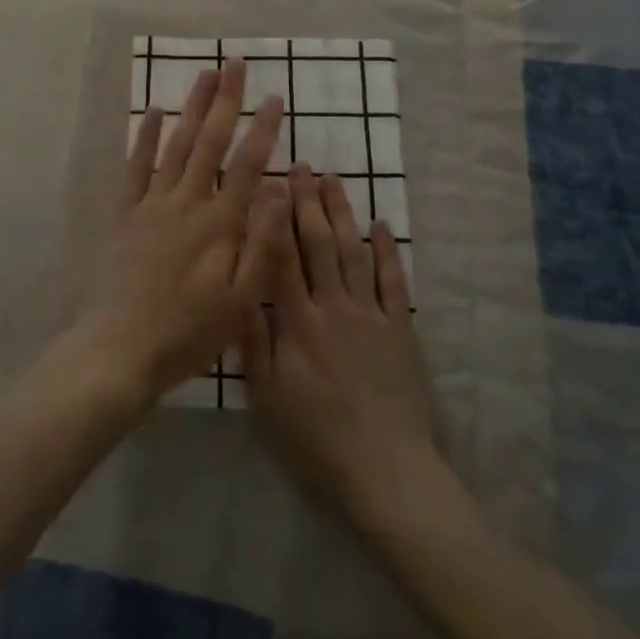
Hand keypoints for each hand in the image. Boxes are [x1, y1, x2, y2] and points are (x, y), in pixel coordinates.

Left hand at [72, 58, 285, 409]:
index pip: (246, 164)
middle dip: (225, 100)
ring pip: (176, 143)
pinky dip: (146, 136)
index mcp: (219, 223)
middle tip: (234, 64)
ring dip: (191, 106)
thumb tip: (276, 191)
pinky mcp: (125, 212)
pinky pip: (136, 165)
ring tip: (204, 74)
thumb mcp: (240, 300)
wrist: (122, 348)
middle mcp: (186, 202)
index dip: (263, 129)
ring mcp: (152, 203)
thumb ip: (260, 243)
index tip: (276, 97)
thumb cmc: (189, 331)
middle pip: (210, 141)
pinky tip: (155, 111)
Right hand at [244, 164, 438, 523]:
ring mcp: (371, 315)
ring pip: (354, 252)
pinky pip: (392, 282)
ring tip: (333, 180)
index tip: (270, 184)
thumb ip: (253, 338)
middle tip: (302, 167)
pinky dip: (386, 251)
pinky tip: (379, 225)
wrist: (385, 471)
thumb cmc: (316, 438)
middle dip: (308, 203)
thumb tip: (238, 286)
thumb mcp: (267, 396)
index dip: (275, 218)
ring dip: (343, 214)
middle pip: (320, 244)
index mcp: (298, 322)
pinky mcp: (400, 330)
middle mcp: (334, 307)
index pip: (283, 258)